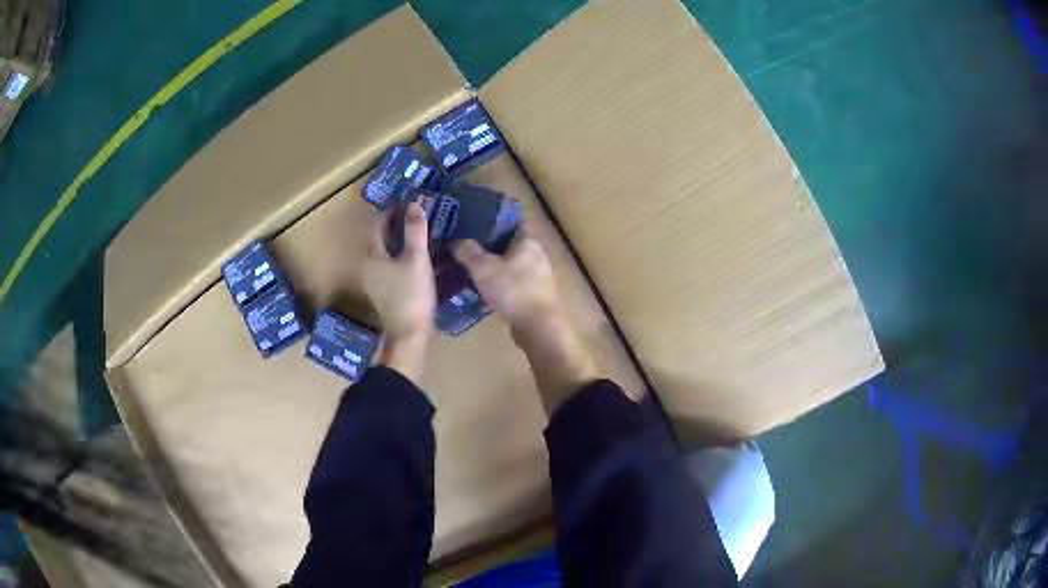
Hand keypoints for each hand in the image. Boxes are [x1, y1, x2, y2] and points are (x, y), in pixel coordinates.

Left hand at [363, 202, 435, 381]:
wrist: (409, 336)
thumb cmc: (411, 295)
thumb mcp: (416, 260)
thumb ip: (415, 231)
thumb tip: (414, 203)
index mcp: (372, 255)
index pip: (378, 224)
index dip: (390, 209)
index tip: (404, 197)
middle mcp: (369, 266)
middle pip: (381, 238)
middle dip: (396, 223)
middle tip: (415, 210)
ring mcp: (376, 281)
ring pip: (387, 251)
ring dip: (400, 239)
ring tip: (420, 229)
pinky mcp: (386, 291)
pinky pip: (392, 264)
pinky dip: (402, 254)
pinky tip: (418, 254)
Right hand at [454, 233, 597, 414]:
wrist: (539, 328)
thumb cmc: (513, 291)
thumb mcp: (483, 268)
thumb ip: (468, 252)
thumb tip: (455, 240)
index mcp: (528, 241)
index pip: (510, 221)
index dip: (491, 219)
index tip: (471, 221)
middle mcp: (536, 255)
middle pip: (509, 244)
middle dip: (488, 245)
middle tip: (464, 247)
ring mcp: (538, 277)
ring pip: (511, 265)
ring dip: (493, 267)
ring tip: (470, 269)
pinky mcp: (535, 296)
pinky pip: (513, 284)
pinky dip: (499, 285)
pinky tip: (483, 290)